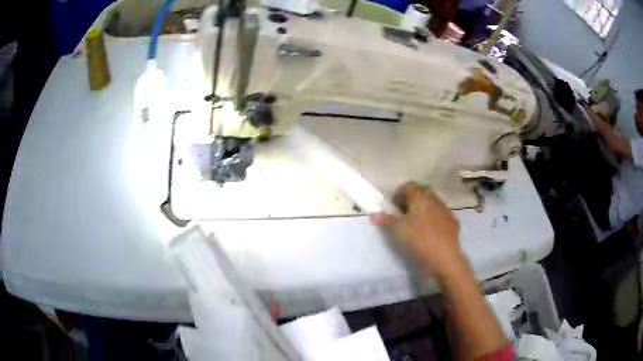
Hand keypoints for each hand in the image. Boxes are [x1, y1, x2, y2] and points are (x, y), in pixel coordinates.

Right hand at [371, 182, 463, 279]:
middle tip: (402, 213)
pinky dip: (433, 218)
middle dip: (411, 199)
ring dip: (423, 208)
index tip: (392, 207)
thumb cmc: (419, 240)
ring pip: (432, 202)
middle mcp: (434, 199)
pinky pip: (440, 214)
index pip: (407, 186)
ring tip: (415, 223)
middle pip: (421, 192)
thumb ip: (386, 220)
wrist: (445, 258)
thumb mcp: (398, 231)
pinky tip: (429, 231)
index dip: (398, 194)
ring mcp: (445, 210)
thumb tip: (373, 214)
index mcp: (420, 196)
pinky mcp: (452, 222)